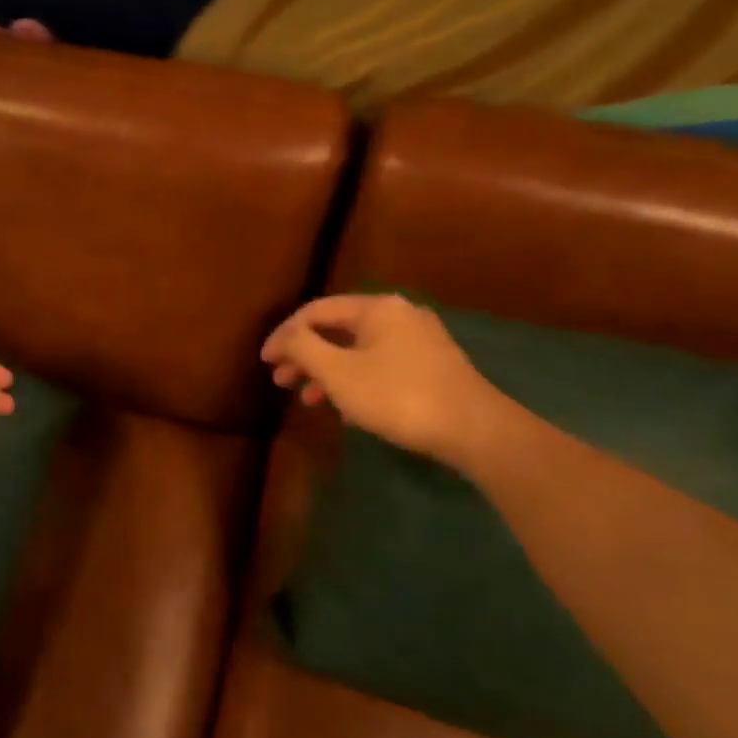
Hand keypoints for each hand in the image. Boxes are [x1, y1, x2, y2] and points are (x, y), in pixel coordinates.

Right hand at [261, 294, 503, 464]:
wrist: (473, 429)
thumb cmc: (397, 396)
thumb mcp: (338, 373)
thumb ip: (303, 348)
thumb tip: (284, 337)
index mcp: (376, 308)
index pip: (315, 311)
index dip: (284, 335)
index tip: (264, 361)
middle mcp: (398, 314)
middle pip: (337, 329)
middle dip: (304, 354)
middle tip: (280, 379)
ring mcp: (418, 340)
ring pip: (357, 349)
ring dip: (326, 370)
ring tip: (306, 398)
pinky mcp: (430, 365)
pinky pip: (377, 363)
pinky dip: (352, 379)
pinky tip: (343, 406)